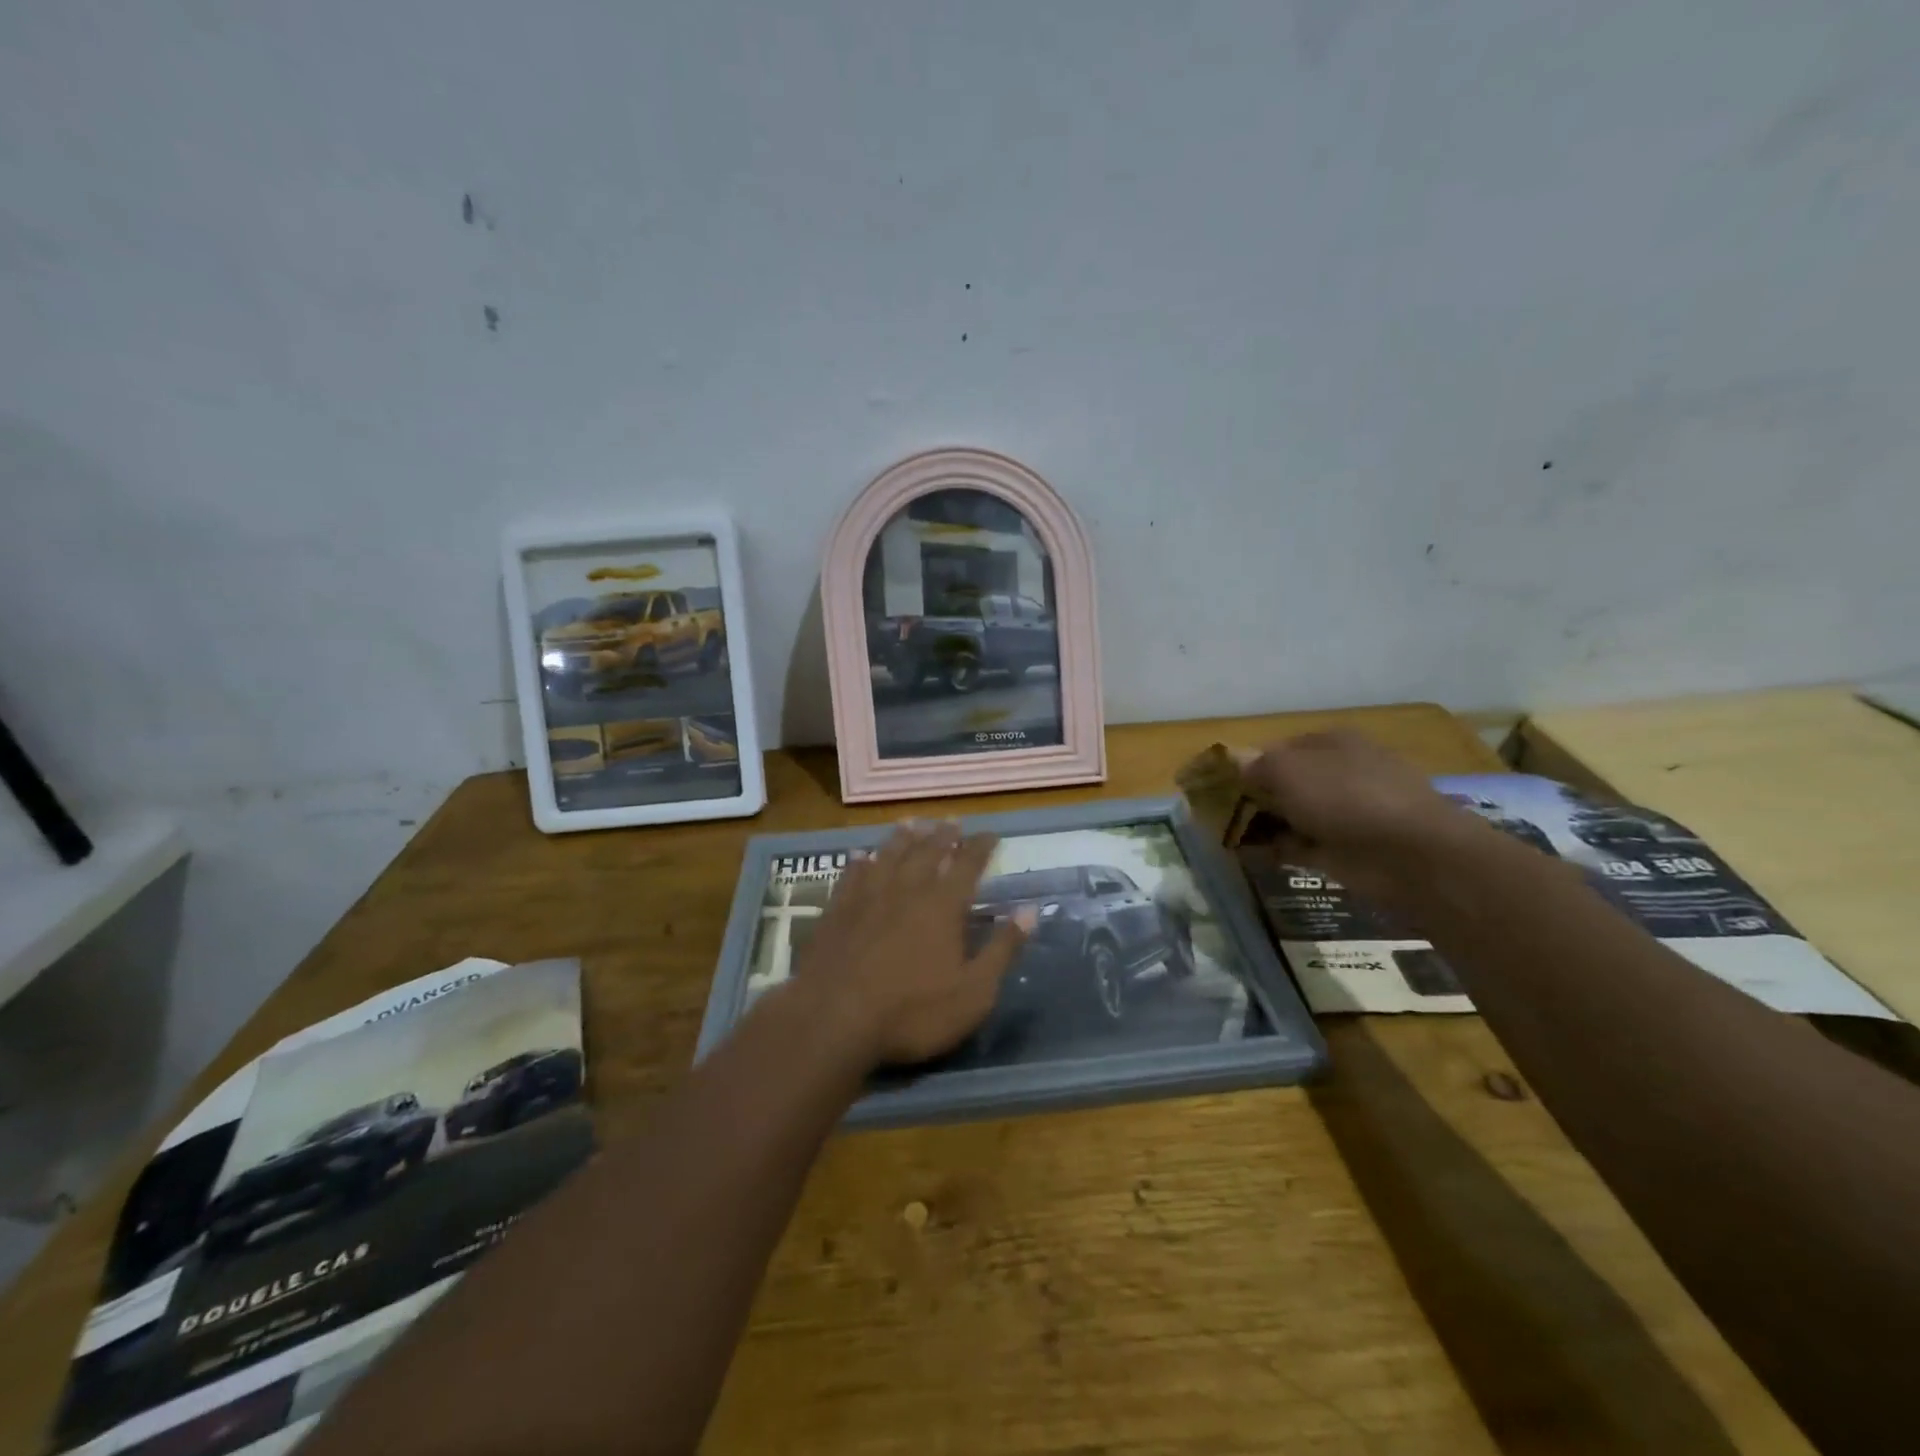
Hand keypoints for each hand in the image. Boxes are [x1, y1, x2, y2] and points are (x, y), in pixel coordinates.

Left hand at [786, 821, 1027, 1065]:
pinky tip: (861, 855)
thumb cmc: (912, 1012)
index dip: (980, 847)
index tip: (990, 833)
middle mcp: (906, 890)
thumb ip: (1002, 950)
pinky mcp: (836, 911)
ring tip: (912, 823)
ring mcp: (867, 897)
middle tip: (952, 821)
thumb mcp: (973, 992)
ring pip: (888, 856)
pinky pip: (851, 875)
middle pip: (927, 852)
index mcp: (942, 906)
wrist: (833, 1019)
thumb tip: (1030, 911)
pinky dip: (860, 862)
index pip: (967, 865)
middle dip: (943, 835)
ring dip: (903, 838)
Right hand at [1240, 730, 1488, 905]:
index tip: (1221, 782)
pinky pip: (1301, 845)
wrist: (1410, 855)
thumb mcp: (1288, 769)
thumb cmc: (1345, 796)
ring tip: (1226, 834)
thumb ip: (1258, 765)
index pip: (1281, 747)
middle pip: (1289, 781)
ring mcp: (1346, 814)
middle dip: (1256, 794)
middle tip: (1218, 811)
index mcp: (1333, 743)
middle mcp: (1341, 773)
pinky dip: (1276, 849)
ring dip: (1264, 823)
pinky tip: (1248, 855)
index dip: (1250, 762)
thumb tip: (1239, 764)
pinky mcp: (1346, 850)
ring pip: (1294, 814)